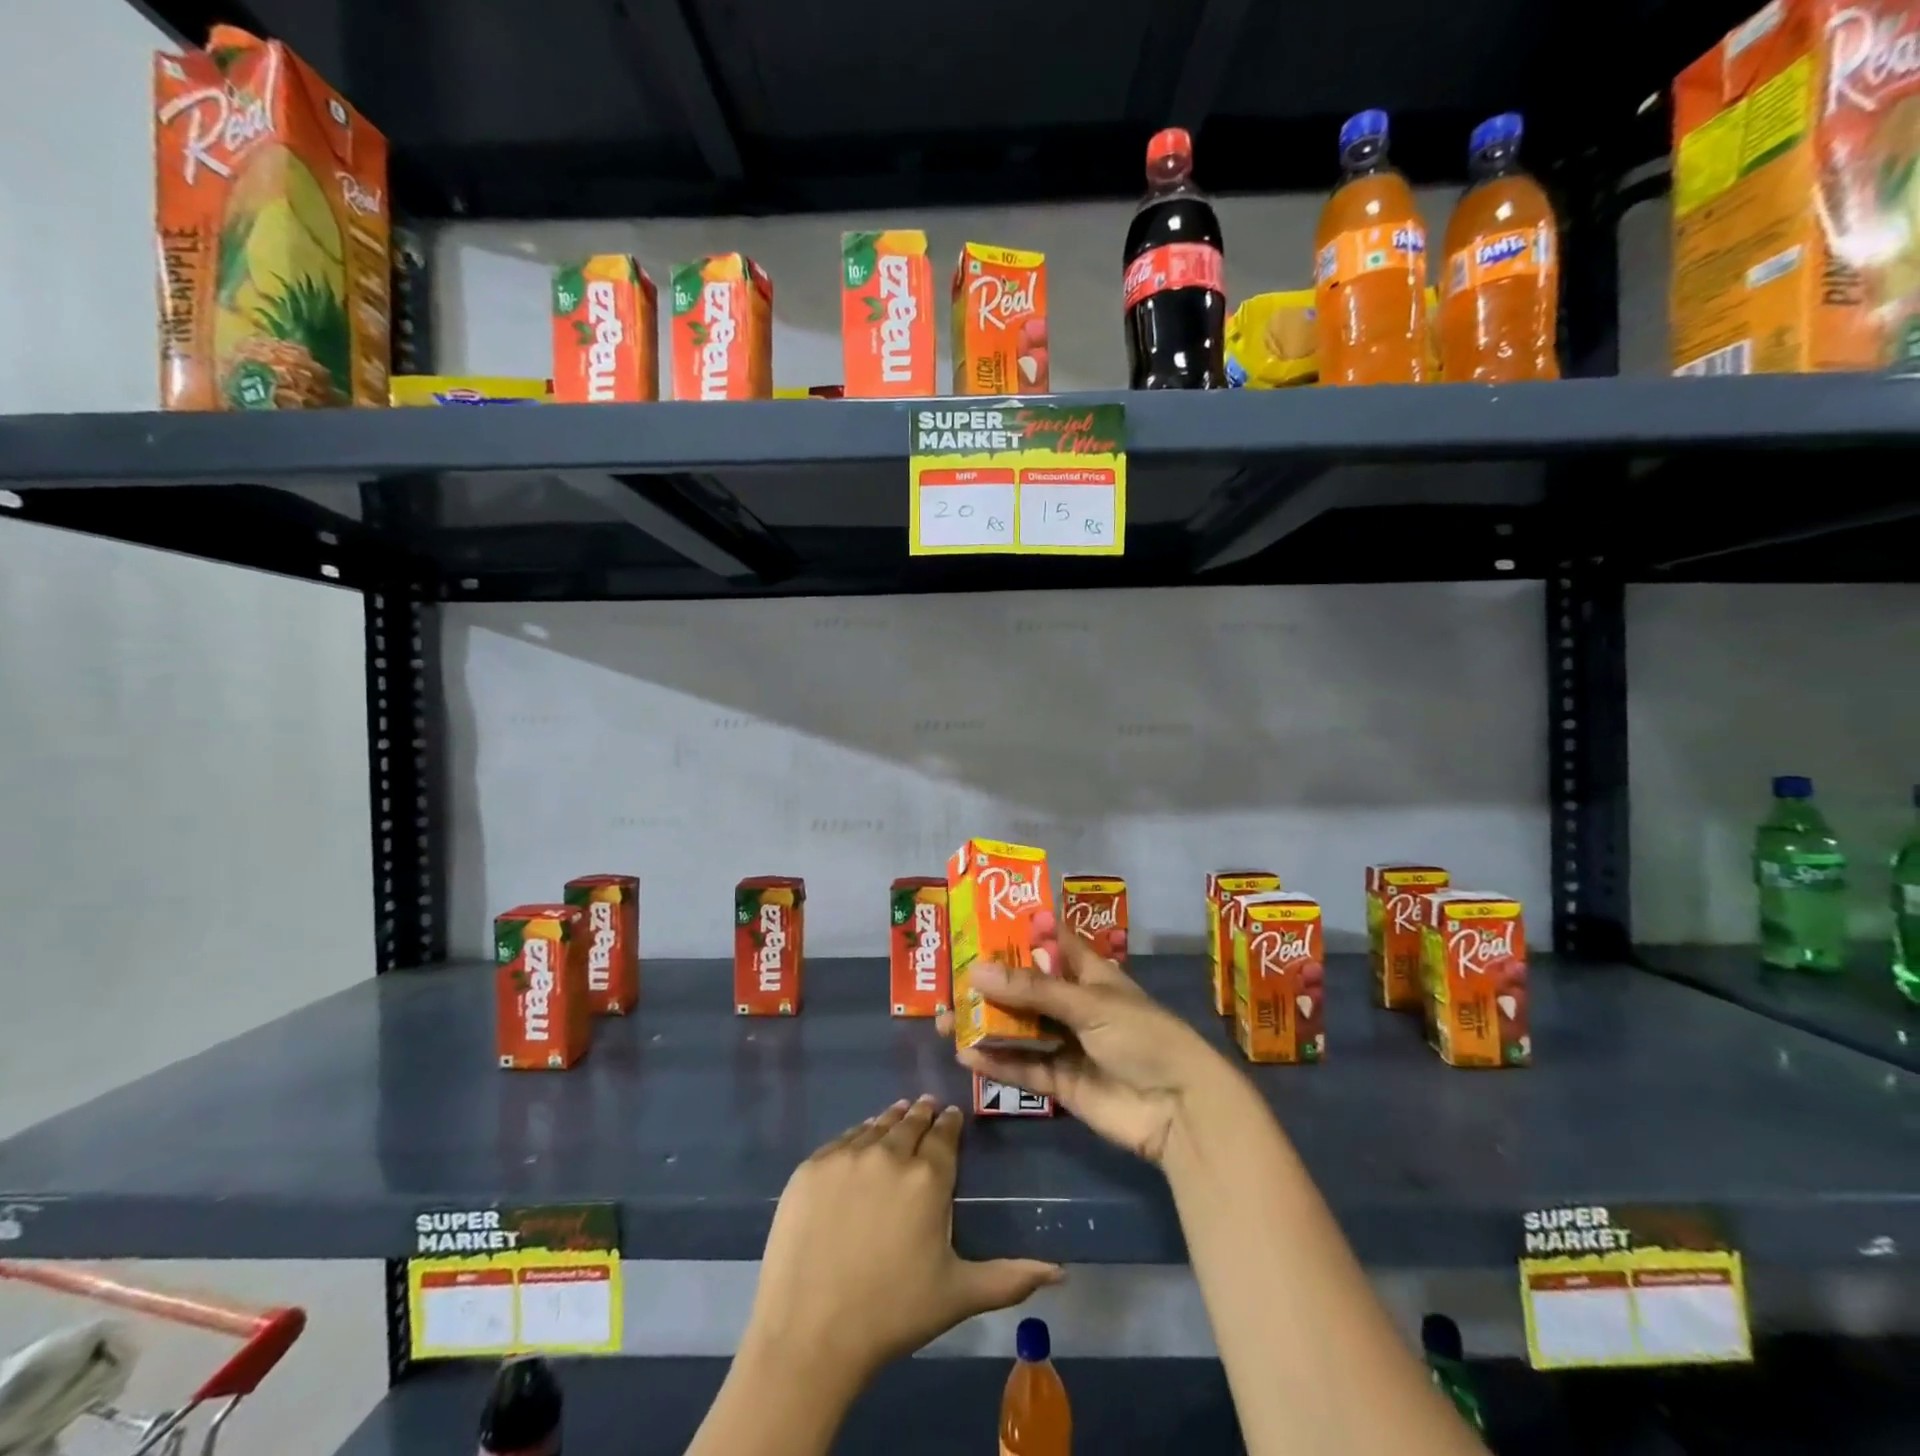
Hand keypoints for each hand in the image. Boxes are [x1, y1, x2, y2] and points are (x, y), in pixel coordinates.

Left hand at [744, 1096, 1062, 1385]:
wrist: (810, 1333)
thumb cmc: (892, 1313)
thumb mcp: (958, 1295)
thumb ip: (1010, 1277)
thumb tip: (1061, 1271)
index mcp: (929, 1178)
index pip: (945, 1135)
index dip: (950, 1123)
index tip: (952, 1116)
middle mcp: (890, 1153)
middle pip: (910, 1122)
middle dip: (922, 1114)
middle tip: (927, 1107)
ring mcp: (846, 1156)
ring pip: (876, 1126)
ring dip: (891, 1119)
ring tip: (899, 1113)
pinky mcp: (811, 1167)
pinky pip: (842, 1140)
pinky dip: (857, 1135)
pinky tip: (861, 1139)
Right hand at [938, 913, 1226, 1162]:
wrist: (1178, 1109)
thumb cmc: (1142, 1036)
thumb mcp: (1089, 1004)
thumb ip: (1032, 990)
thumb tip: (976, 970)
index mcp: (1089, 974)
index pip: (1050, 944)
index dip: (1019, 933)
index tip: (978, 923)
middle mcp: (1074, 1004)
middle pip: (1025, 988)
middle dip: (989, 985)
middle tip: (950, 981)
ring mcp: (1067, 1044)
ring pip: (1018, 1029)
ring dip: (984, 1024)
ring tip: (945, 1021)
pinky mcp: (1061, 1082)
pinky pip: (1023, 1067)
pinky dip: (995, 1062)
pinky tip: (965, 1056)